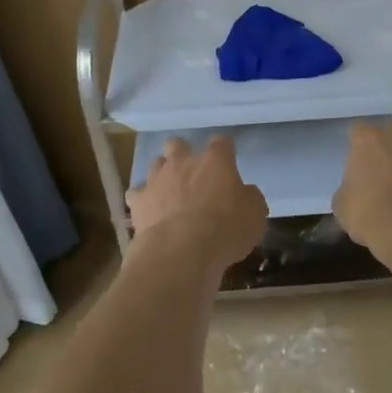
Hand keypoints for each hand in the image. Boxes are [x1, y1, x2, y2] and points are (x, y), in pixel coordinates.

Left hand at [127, 135, 267, 270]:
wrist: (181, 250)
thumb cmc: (225, 229)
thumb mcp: (255, 215)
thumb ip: (249, 198)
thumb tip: (245, 193)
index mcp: (215, 160)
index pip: (222, 142)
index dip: (225, 150)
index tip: (229, 159)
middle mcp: (183, 162)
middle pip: (178, 144)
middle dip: (182, 153)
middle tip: (191, 172)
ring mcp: (157, 179)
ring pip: (155, 164)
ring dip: (162, 174)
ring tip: (169, 192)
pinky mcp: (138, 201)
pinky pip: (137, 194)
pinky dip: (143, 200)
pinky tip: (149, 212)